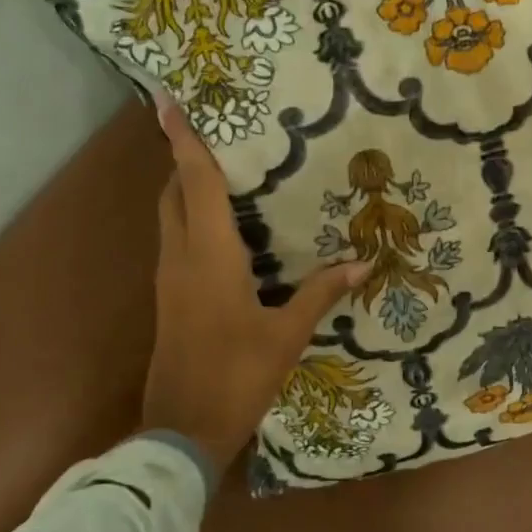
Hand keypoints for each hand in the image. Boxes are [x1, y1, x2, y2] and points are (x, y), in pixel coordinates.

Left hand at [142, 94, 369, 478]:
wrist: (182, 430)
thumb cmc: (236, 376)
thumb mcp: (286, 335)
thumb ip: (320, 294)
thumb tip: (363, 265)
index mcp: (209, 256)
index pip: (195, 183)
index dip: (184, 140)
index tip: (168, 101)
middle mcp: (181, 258)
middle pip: (174, 193)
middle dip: (186, 158)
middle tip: (217, 134)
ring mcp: (169, 279)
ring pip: (170, 216)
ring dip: (186, 187)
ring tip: (224, 169)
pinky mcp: (168, 298)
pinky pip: (176, 240)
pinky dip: (190, 217)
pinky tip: (223, 227)